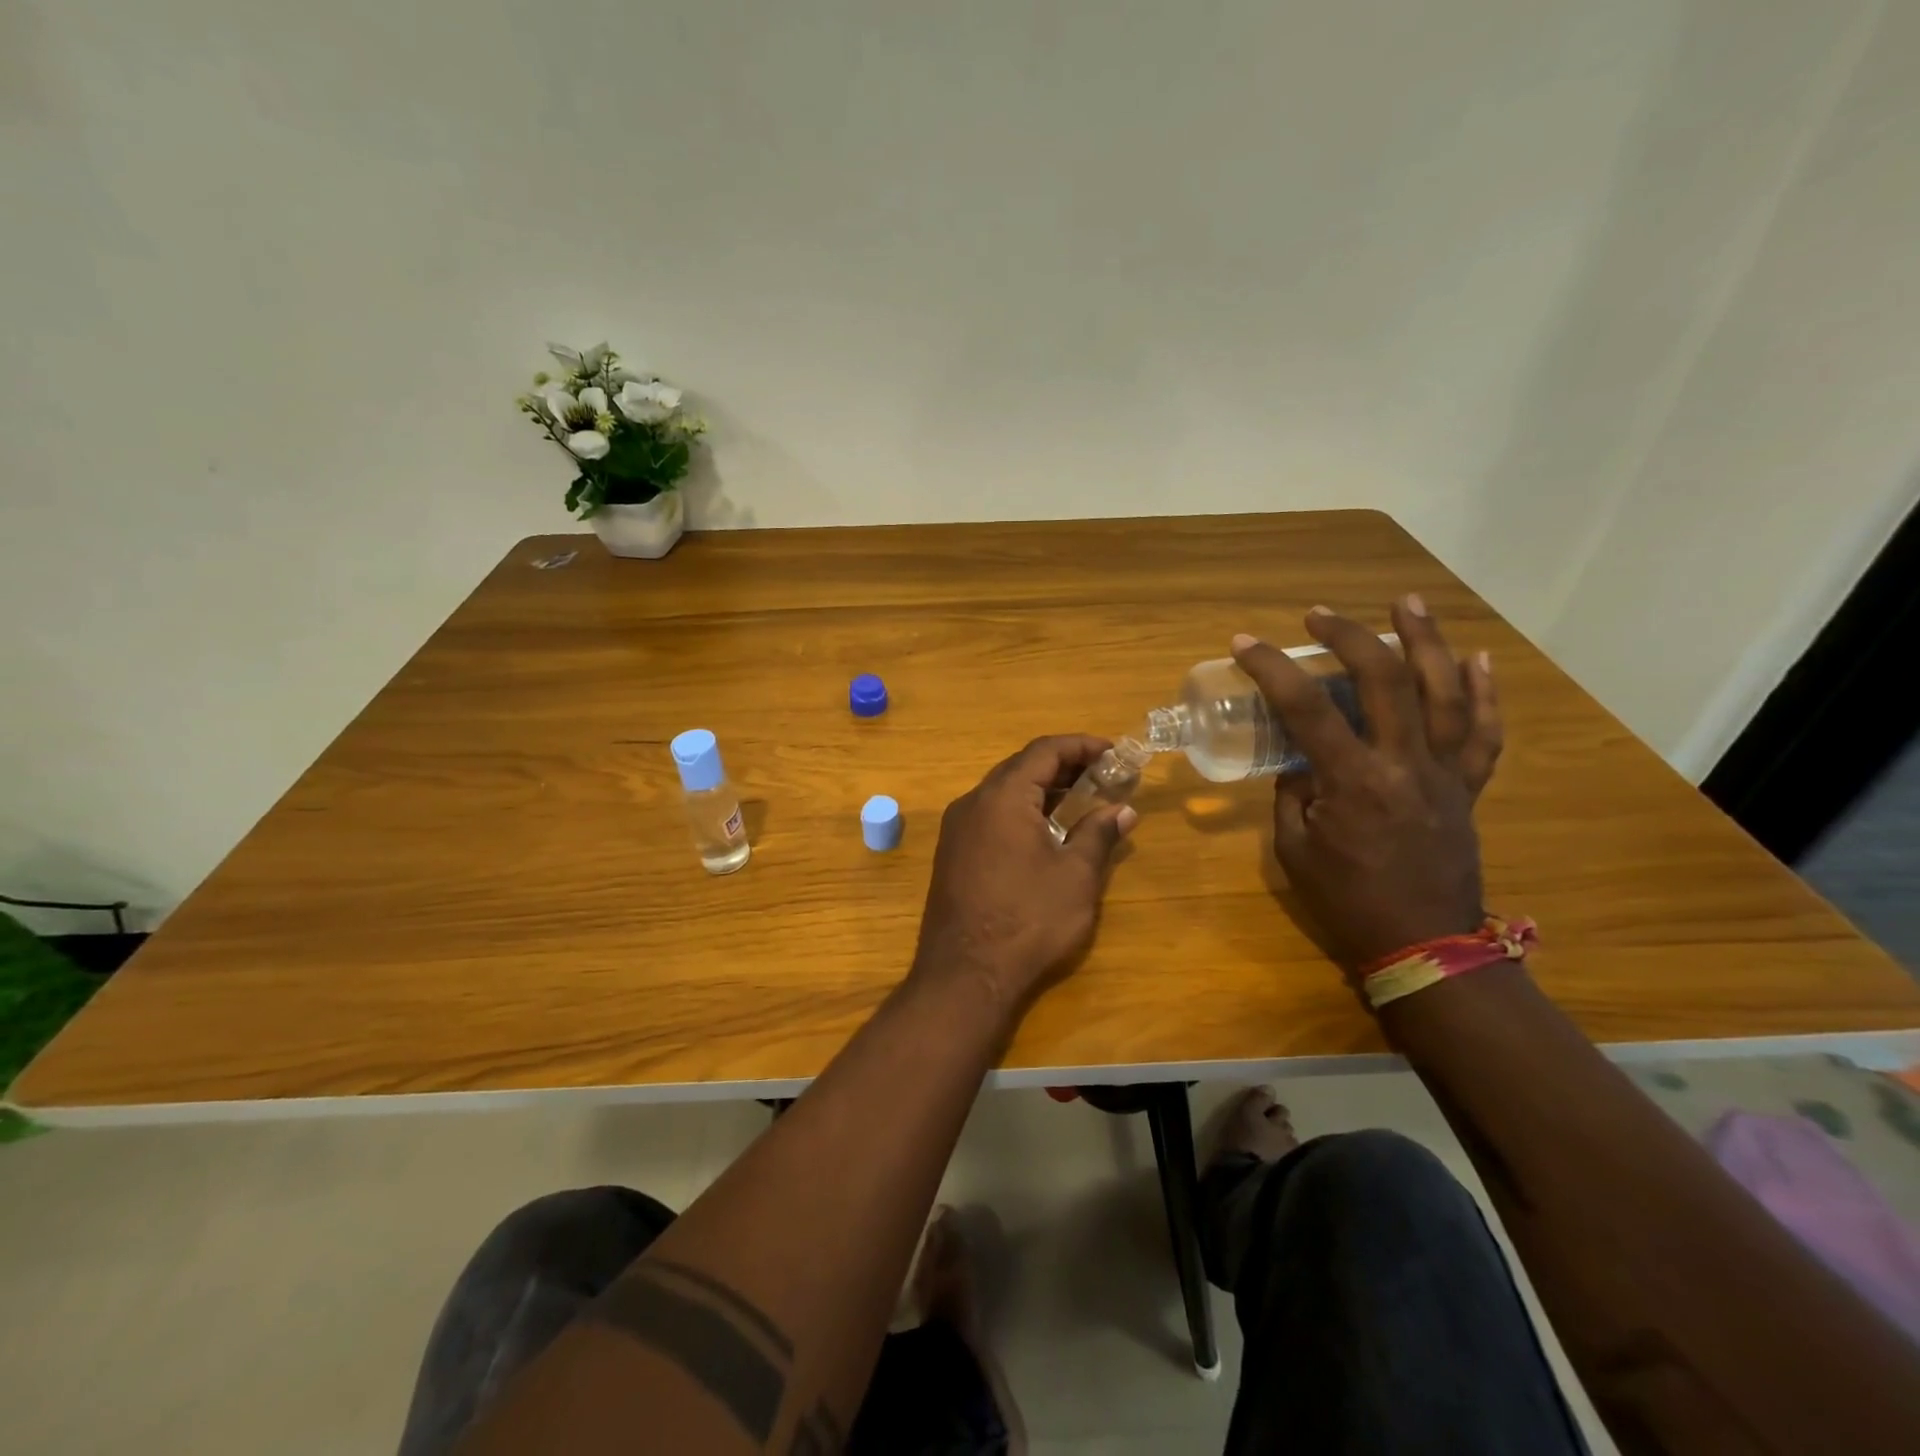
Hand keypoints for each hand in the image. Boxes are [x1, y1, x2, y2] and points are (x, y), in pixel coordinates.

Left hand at [912, 735, 1136, 1016]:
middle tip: (1102, 776)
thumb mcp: (1076, 877)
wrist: (964, 976)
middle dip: (1063, 766)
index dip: (1081, 745)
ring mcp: (957, 829)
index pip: (1044, 751)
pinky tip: (1045, 834)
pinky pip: (990, 816)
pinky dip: (1021, 812)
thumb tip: (1123, 810)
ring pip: (1003, 792)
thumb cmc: (1028, 921)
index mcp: (1002, 797)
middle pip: (1021, 767)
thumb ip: (1099, 834)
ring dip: (1041, 790)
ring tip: (1080, 803)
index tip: (1114, 752)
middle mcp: (973, 803)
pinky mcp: (952, 854)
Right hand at [1231, 597, 1501, 973]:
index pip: (1306, 708)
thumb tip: (1302, 764)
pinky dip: (1485, 693)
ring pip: (1445, 692)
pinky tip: (1477, 658)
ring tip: (1408, 602)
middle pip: (1384, 680)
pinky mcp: (1468, 788)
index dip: (1272, 669)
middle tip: (1319, 615)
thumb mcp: (1295, 850)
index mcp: (1352, 781)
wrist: (1424, 946)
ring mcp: (1444, 773)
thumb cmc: (1347, 902)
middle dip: (1349, 637)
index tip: (1246, 644)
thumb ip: (1293, 796)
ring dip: (1426, 640)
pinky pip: (1484, 734)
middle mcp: (1404, 764)